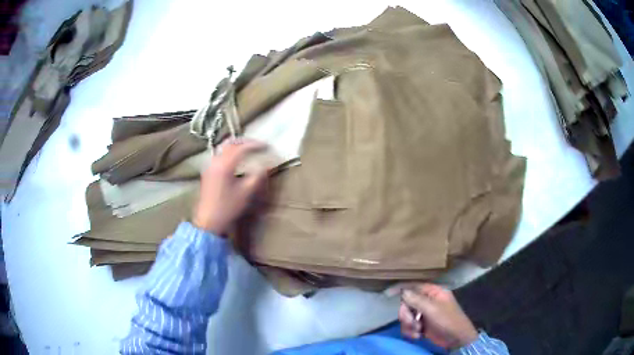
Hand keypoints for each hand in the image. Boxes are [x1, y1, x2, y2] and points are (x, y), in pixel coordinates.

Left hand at [193, 140, 267, 234]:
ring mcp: (210, 165)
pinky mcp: (208, 171)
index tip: (267, 146)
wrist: (209, 220)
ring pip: (224, 147)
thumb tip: (265, 165)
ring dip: (237, 145)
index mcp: (225, 165)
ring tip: (248, 149)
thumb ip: (257, 176)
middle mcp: (216, 161)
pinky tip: (235, 158)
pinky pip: (219, 154)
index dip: (255, 145)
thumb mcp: (246, 193)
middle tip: (258, 145)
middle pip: (231, 143)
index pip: (242, 148)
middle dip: (246, 142)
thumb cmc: (228, 207)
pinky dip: (229, 151)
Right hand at [398, 283, 477, 349]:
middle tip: (412, 323)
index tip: (388, 293)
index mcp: (433, 293)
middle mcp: (428, 302)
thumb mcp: (432, 309)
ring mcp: (424, 314)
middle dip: (406, 315)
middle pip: (407, 303)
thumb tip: (403, 291)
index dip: (402, 289)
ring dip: (408, 325)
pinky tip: (417, 336)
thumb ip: (416, 299)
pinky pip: (408, 326)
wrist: (456, 339)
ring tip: (417, 331)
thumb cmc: (447, 320)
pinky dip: (410, 332)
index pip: (415, 286)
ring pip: (406, 316)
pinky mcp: (422, 326)